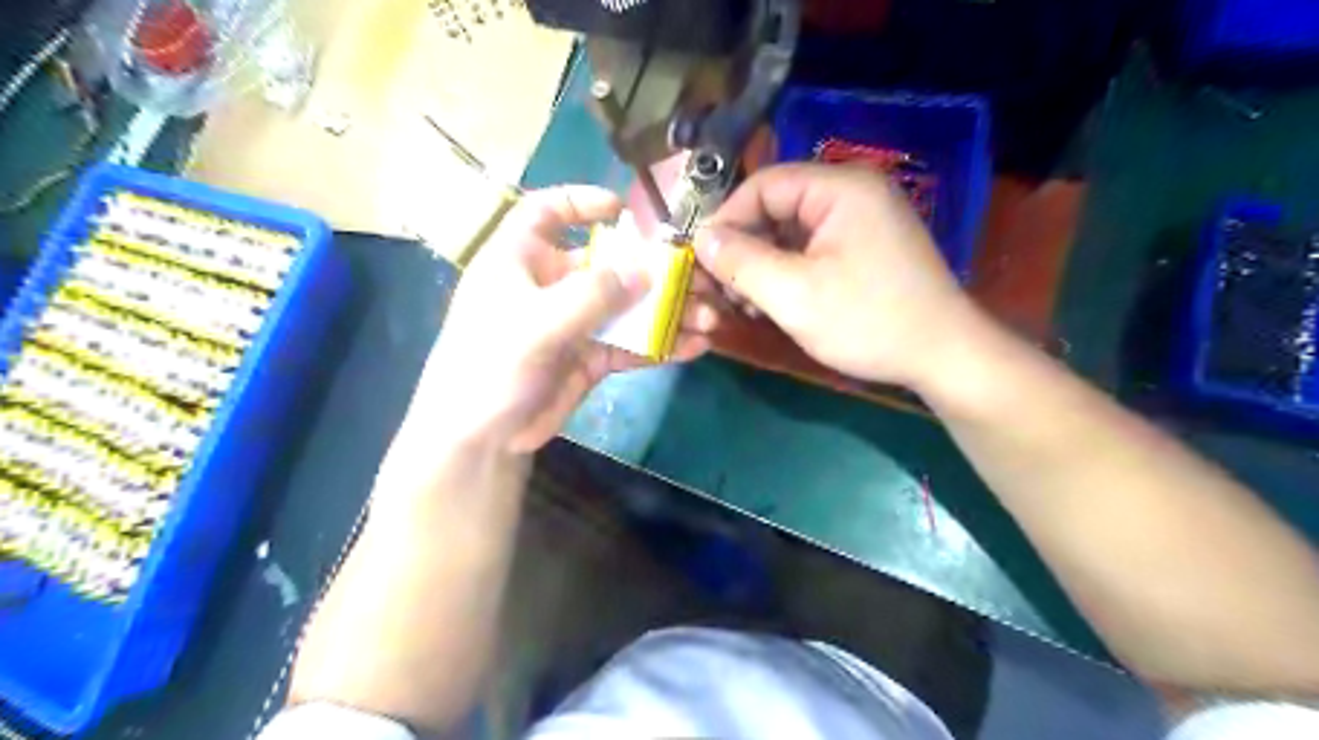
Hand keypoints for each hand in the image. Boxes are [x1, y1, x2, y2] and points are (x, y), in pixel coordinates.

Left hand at [411, 186, 719, 453]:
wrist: (481, 438)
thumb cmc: (490, 365)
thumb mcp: (537, 322)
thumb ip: (593, 295)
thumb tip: (646, 270)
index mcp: (521, 260)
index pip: (546, 213)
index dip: (581, 203)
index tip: (623, 209)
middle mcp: (550, 286)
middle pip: (607, 264)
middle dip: (653, 270)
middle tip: (697, 277)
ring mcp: (573, 324)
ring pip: (627, 307)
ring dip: (667, 312)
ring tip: (708, 318)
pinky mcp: (589, 358)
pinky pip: (631, 344)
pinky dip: (661, 345)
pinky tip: (695, 347)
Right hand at [695, 163, 981, 389]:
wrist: (943, 356)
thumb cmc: (868, 321)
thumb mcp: (793, 294)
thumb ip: (741, 262)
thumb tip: (702, 239)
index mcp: (840, 187)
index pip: (764, 185)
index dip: (727, 219)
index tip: (701, 259)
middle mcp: (854, 191)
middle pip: (778, 206)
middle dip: (745, 246)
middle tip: (723, 288)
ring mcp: (864, 219)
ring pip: (793, 230)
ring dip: (764, 262)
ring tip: (746, 302)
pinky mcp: (868, 246)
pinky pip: (814, 246)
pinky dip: (789, 269)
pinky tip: (776, 301)